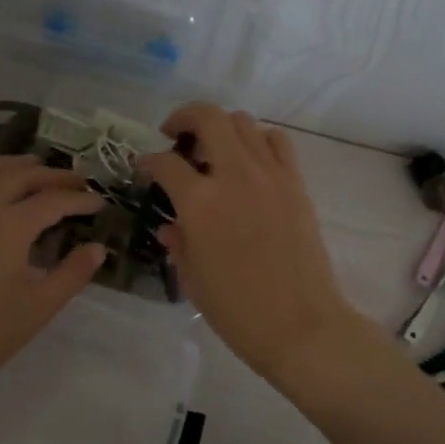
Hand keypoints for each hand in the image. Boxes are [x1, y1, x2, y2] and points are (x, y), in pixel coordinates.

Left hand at [0, 144, 107, 408]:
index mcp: (10, 228)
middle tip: (73, 179)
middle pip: (19, 177)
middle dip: (50, 174)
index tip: (98, 202)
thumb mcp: (37, 309)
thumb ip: (71, 274)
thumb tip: (98, 248)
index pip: (53, 201)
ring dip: (8, 162)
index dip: (80, 199)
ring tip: (29, 164)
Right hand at [138, 105, 361, 382]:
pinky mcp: (296, 183)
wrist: (301, 326)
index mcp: (200, 203)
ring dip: (221, 128)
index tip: (144, 169)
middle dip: (183, 118)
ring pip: (243, 122)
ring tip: (213, 150)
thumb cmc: (237, 310)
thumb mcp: (192, 278)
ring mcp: (270, 175)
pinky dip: (258, 140)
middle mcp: (234, 176)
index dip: (147, 162)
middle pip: (208, 118)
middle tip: (174, 134)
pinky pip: (276, 142)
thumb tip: (170, 224)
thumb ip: (178, 241)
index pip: (165, 163)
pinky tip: (249, 161)